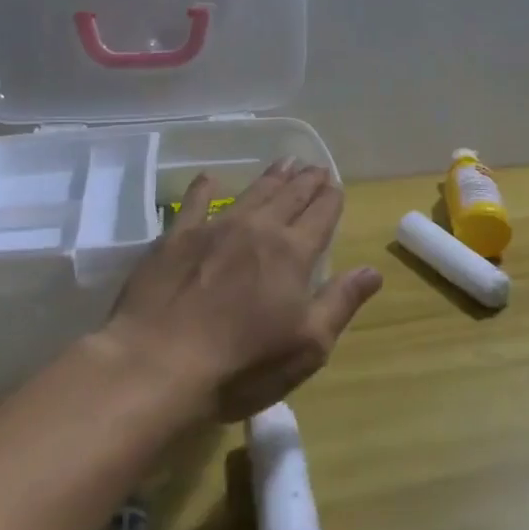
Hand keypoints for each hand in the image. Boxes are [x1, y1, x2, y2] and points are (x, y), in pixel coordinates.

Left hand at [104, 159, 382, 420]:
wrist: (156, 366)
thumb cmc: (242, 365)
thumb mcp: (308, 345)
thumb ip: (341, 302)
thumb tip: (372, 271)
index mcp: (293, 254)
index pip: (321, 215)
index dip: (331, 199)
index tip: (336, 185)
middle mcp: (258, 230)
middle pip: (290, 196)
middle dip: (306, 181)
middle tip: (315, 167)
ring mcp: (214, 229)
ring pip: (251, 194)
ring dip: (271, 177)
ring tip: (284, 163)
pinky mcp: (175, 239)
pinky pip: (194, 203)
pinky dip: (205, 188)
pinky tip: (210, 179)